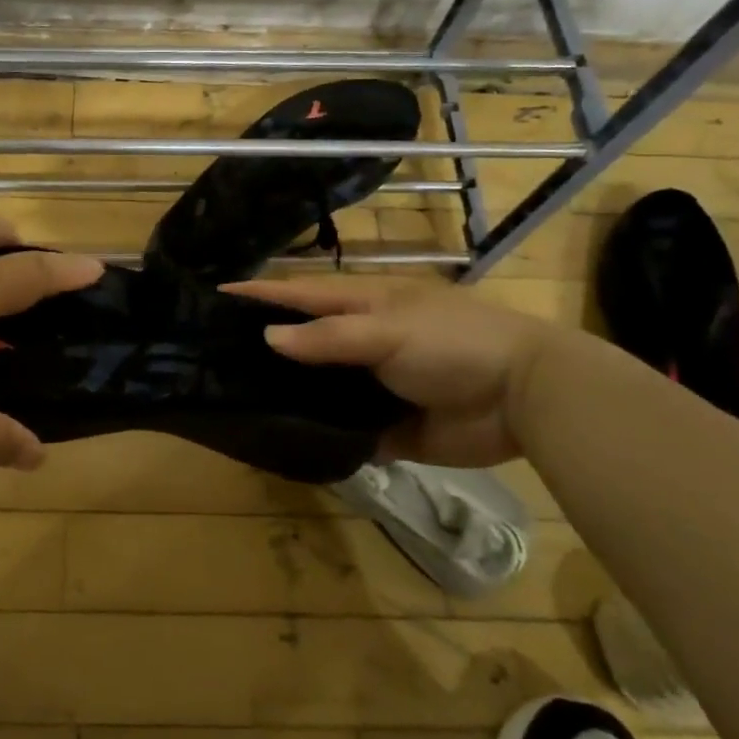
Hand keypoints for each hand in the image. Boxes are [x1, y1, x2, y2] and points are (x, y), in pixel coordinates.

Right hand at [223, 274, 559, 467]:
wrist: (526, 397)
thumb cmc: (455, 343)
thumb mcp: (389, 330)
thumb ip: (329, 337)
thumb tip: (268, 337)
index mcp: (363, 305)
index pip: (299, 294)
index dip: (259, 294)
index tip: (213, 296)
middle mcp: (361, 342)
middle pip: (304, 342)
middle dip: (264, 348)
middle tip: (212, 359)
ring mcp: (373, 385)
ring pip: (319, 389)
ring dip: (287, 395)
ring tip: (235, 404)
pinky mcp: (387, 427)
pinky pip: (344, 431)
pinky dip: (320, 436)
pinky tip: (286, 445)